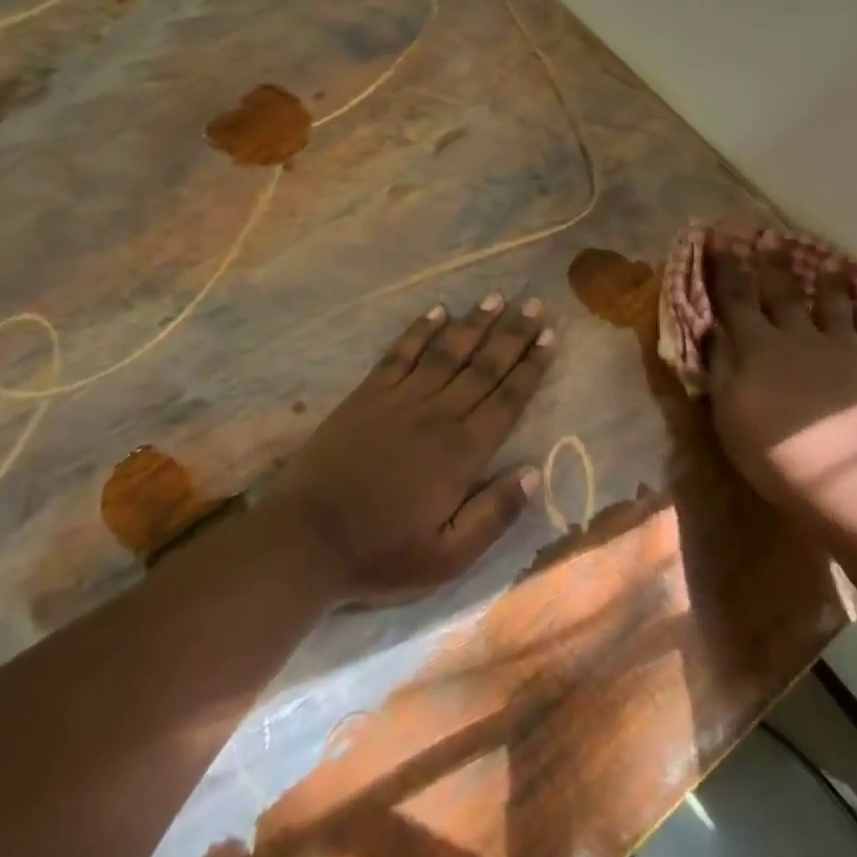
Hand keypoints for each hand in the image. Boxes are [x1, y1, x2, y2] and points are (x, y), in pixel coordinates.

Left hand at [268, 293, 552, 604]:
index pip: (507, 400)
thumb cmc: (380, 554)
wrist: (305, 540)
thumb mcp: (447, 558)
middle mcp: (437, 415)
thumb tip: (534, 473)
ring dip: (473, 324)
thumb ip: (494, 516)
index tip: (550, 336)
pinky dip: (419, 331)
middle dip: (512, 335)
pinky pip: (400, 354)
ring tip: (496, 298)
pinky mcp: (367, 395)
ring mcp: (399, 400)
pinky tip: (437, 311)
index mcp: (462, 453)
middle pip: (483, 367)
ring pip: (446, 352)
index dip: (531, 367)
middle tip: (535, 305)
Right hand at [704, 247, 856, 532]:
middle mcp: (800, 336)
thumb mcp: (730, 419)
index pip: (736, 297)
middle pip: (783, 292)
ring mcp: (846, 347)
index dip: (726, 266)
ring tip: (829, 261)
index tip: (719, 238)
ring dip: (828, 280)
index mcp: (759, 348)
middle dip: (773, 263)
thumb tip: (715, 330)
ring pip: (834, 303)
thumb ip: (721, 369)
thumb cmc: (779, 458)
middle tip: (769, 236)